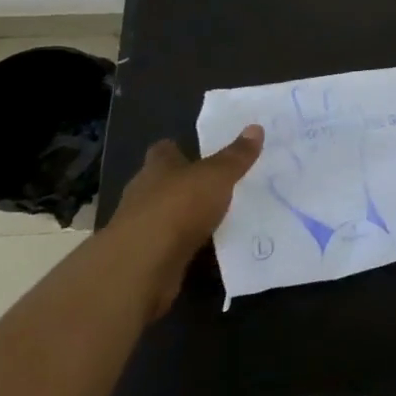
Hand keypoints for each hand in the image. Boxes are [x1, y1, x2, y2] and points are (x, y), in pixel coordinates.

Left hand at [107, 126, 262, 319]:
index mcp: (157, 168)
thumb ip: (236, 156)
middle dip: (183, 184)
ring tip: (216, 216)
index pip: (162, 150)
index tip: (197, 150)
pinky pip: (169, 246)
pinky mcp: (144, 259)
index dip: (177, 149)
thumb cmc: (178, 207)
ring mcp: (140, 229)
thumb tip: (256, 127)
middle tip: (215, 183)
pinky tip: (207, 248)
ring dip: (184, 217)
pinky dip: (184, 245)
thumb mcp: (217, 176)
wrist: (142, 267)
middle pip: (162, 183)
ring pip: (165, 215)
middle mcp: (143, 194)